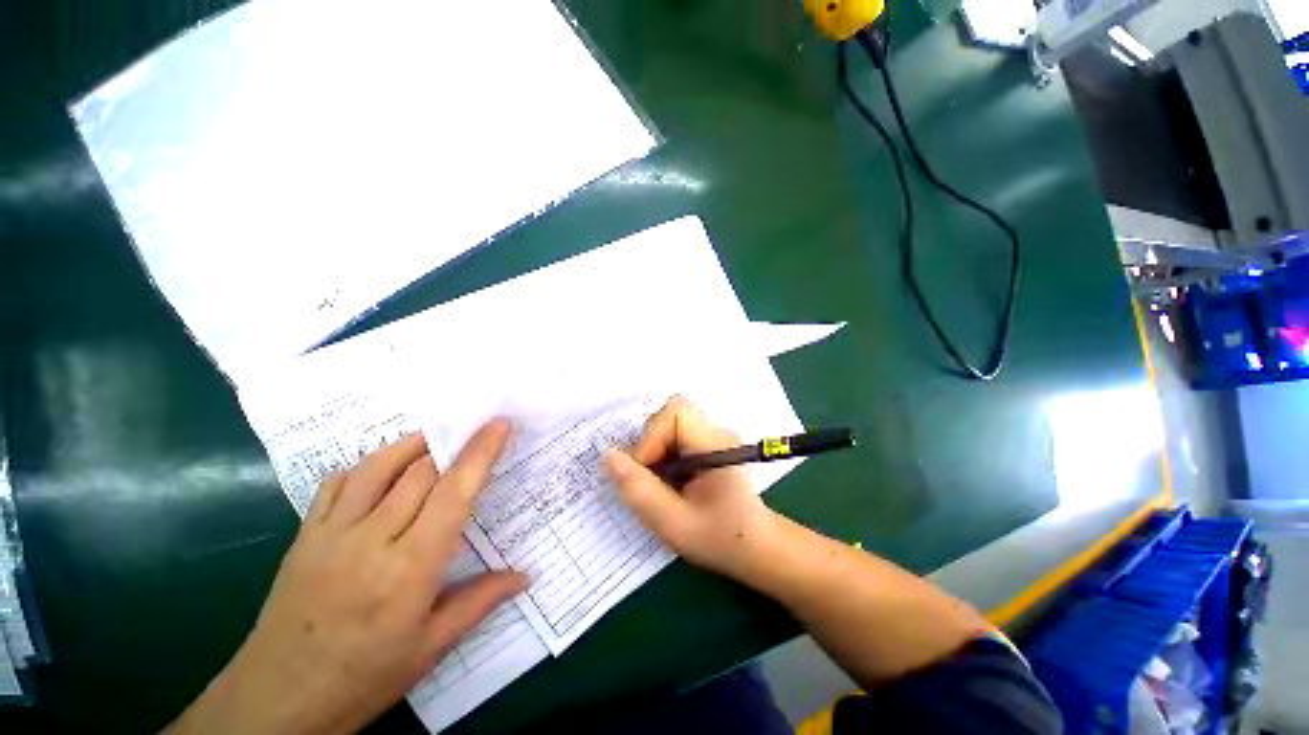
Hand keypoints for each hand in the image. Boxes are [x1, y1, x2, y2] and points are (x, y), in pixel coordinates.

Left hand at [168, 423, 525, 734]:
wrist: (276, 701)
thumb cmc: (364, 677)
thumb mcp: (431, 648)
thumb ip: (481, 601)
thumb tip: (526, 575)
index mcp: (411, 569)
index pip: (453, 494)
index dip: (479, 453)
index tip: (499, 424)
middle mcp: (372, 540)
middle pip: (419, 471)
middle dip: (454, 442)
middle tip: (476, 429)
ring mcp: (331, 534)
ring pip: (377, 466)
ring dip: (413, 443)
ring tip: (437, 436)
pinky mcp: (304, 535)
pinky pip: (336, 483)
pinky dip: (367, 464)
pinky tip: (385, 466)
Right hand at [603, 396, 776, 577]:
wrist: (755, 547)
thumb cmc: (720, 538)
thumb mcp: (674, 523)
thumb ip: (639, 490)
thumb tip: (608, 456)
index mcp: (716, 444)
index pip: (675, 412)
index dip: (651, 437)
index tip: (645, 472)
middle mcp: (715, 431)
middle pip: (669, 414)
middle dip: (650, 444)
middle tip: (650, 479)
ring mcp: (711, 436)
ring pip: (667, 425)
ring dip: (654, 451)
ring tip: (659, 483)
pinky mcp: (706, 445)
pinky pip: (673, 437)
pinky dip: (661, 455)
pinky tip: (668, 481)